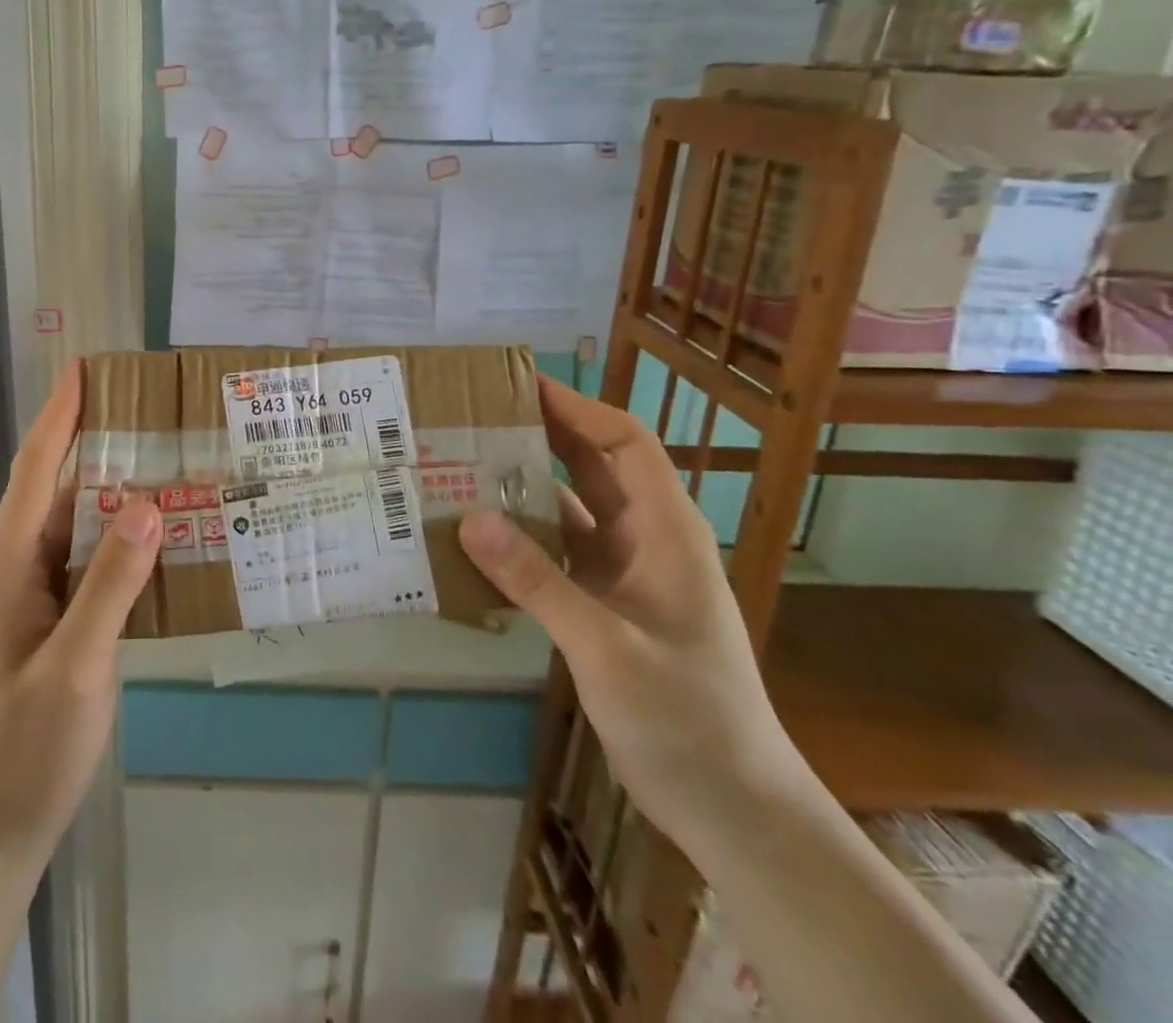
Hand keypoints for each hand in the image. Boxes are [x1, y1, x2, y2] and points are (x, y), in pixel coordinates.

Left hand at [0, 359, 163, 875]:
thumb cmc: (28, 744)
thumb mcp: (76, 663)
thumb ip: (110, 583)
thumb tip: (147, 504)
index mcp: (12, 562)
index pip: (35, 468)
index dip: (61, 414)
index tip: (86, 368)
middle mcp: (22, 565)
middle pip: (60, 486)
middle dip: (99, 441)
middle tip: (152, 408)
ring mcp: (39, 593)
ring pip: (81, 523)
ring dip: (117, 489)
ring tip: (169, 458)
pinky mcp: (59, 617)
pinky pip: (94, 558)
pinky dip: (125, 537)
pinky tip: (165, 534)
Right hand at [458, 376, 806, 848]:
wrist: (732, 808)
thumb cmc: (685, 718)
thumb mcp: (606, 646)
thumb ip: (538, 580)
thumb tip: (468, 517)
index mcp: (665, 530)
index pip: (624, 442)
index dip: (577, 407)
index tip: (518, 385)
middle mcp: (645, 539)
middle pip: (592, 465)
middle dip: (540, 434)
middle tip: (473, 416)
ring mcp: (624, 573)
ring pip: (569, 508)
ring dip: (523, 485)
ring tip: (462, 465)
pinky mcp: (604, 604)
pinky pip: (556, 551)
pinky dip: (520, 536)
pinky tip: (476, 535)